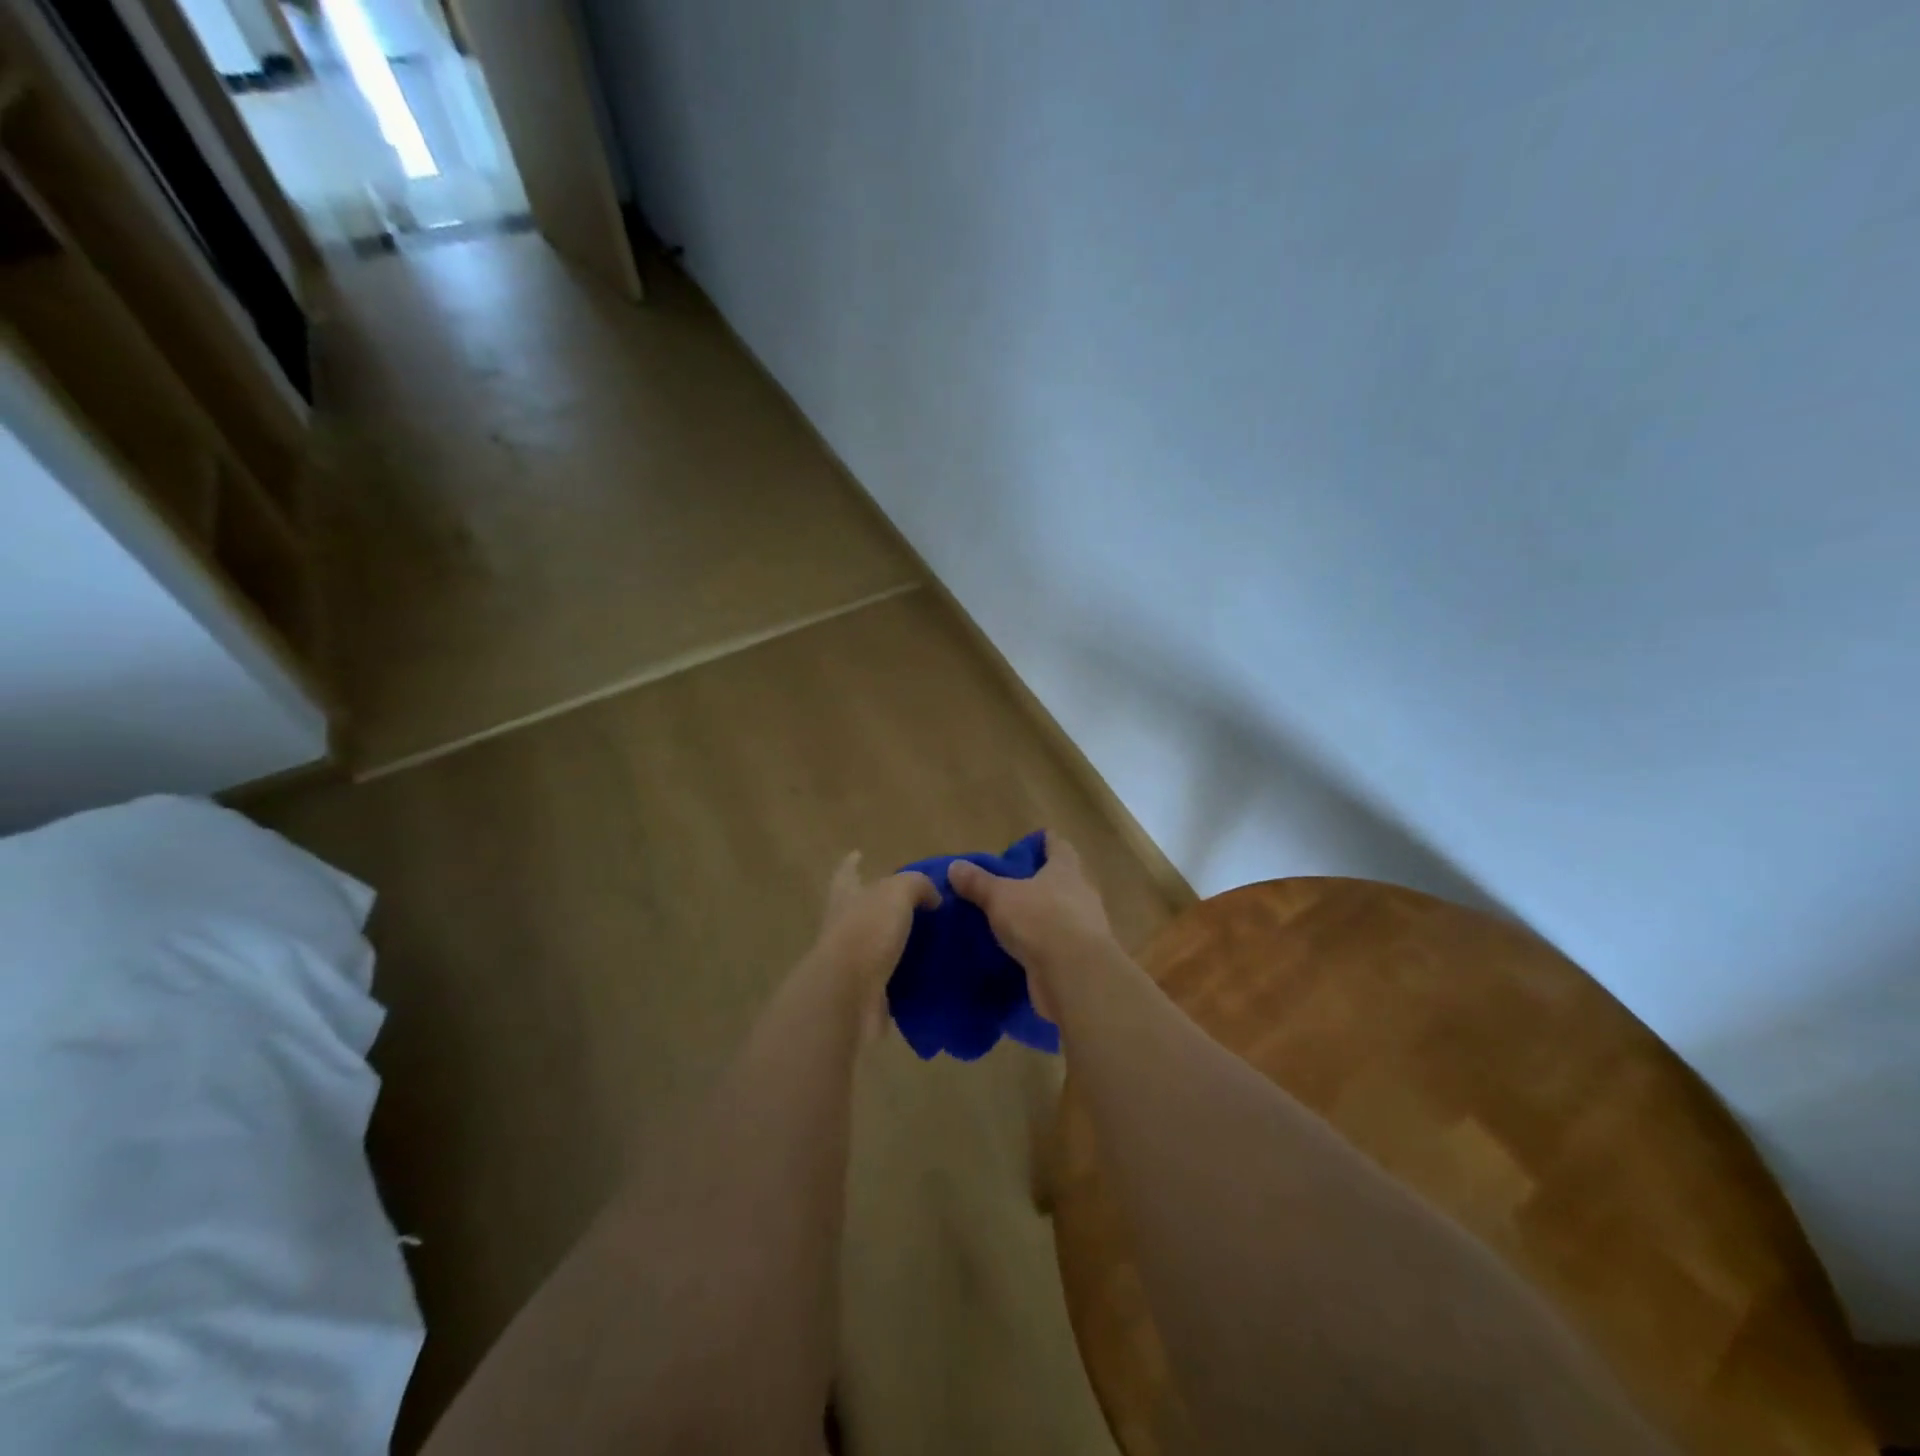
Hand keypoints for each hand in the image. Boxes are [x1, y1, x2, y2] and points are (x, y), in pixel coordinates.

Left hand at [809, 852, 938, 1025]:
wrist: (849, 995)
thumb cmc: (868, 931)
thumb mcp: (897, 893)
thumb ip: (917, 885)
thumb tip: (932, 897)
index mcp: (847, 896)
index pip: (847, 873)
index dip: (852, 864)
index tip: (857, 855)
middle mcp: (845, 926)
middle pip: (862, 909)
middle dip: (883, 904)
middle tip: (918, 902)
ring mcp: (853, 961)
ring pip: (879, 944)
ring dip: (900, 941)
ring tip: (935, 937)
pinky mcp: (867, 992)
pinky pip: (893, 977)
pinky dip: (909, 974)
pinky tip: (933, 970)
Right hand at [947, 833, 1116, 1015]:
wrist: (1074, 975)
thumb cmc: (1040, 920)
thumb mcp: (1000, 897)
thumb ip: (978, 883)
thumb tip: (954, 866)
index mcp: (1066, 870)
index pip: (1059, 847)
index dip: (1046, 843)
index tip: (1032, 844)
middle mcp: (1081, 894)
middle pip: (1063, 881)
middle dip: (1041, 883)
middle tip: (1012, 886)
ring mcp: (1086, 928)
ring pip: (1062, 915)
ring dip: (1042, 918)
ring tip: (1013, 922)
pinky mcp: (1081, 959)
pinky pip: (1059, 946)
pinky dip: (1043, 947)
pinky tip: (1022, 953)